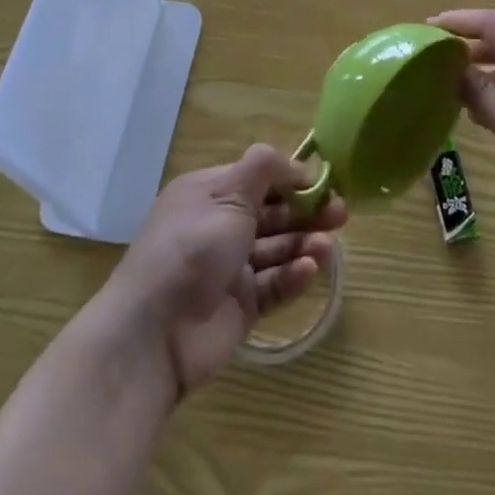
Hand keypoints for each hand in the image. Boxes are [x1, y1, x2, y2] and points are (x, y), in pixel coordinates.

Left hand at [105, 145, 346, 394]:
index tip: (323, 180)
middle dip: (306, 211)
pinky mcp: (241, 306)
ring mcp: (230, 268)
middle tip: (341, 213)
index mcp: (210, 193)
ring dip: (304, 243)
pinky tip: (310, 271)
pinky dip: (293, 276)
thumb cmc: (191, 247)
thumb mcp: (228, 194)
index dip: (290, 177)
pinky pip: (274, 285)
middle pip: (272, 213)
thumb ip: (264, 169)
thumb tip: (297, 162)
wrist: (153, 333)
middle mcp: (220, 226)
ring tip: (329, 247)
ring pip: (276, 249)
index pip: (258, 177)